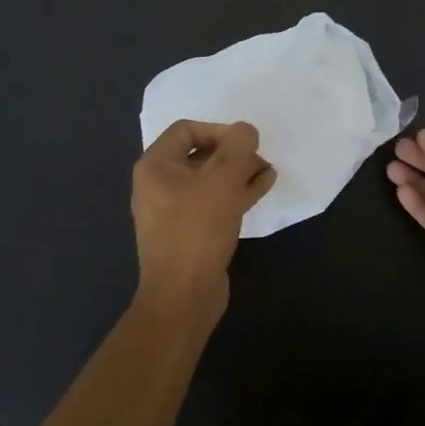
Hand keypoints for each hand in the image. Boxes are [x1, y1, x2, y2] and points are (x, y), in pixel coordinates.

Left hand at [132, 120, 275, 323]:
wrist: (183, 296)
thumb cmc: (197, 229)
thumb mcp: (222, 179)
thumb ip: (238, 146)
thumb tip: (245, 130)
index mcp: (156, 166)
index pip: (187, 129)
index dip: (219, 130)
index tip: (245, 143)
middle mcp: (159, 185)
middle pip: (201, 154)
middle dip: (234, 153)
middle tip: (260, 157)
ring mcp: (173, 211)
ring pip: (210, 180)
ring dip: (239, 172)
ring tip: (268, 170)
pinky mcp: (190, 232)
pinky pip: (214, 202)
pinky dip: (237, 192)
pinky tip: (263, 188)